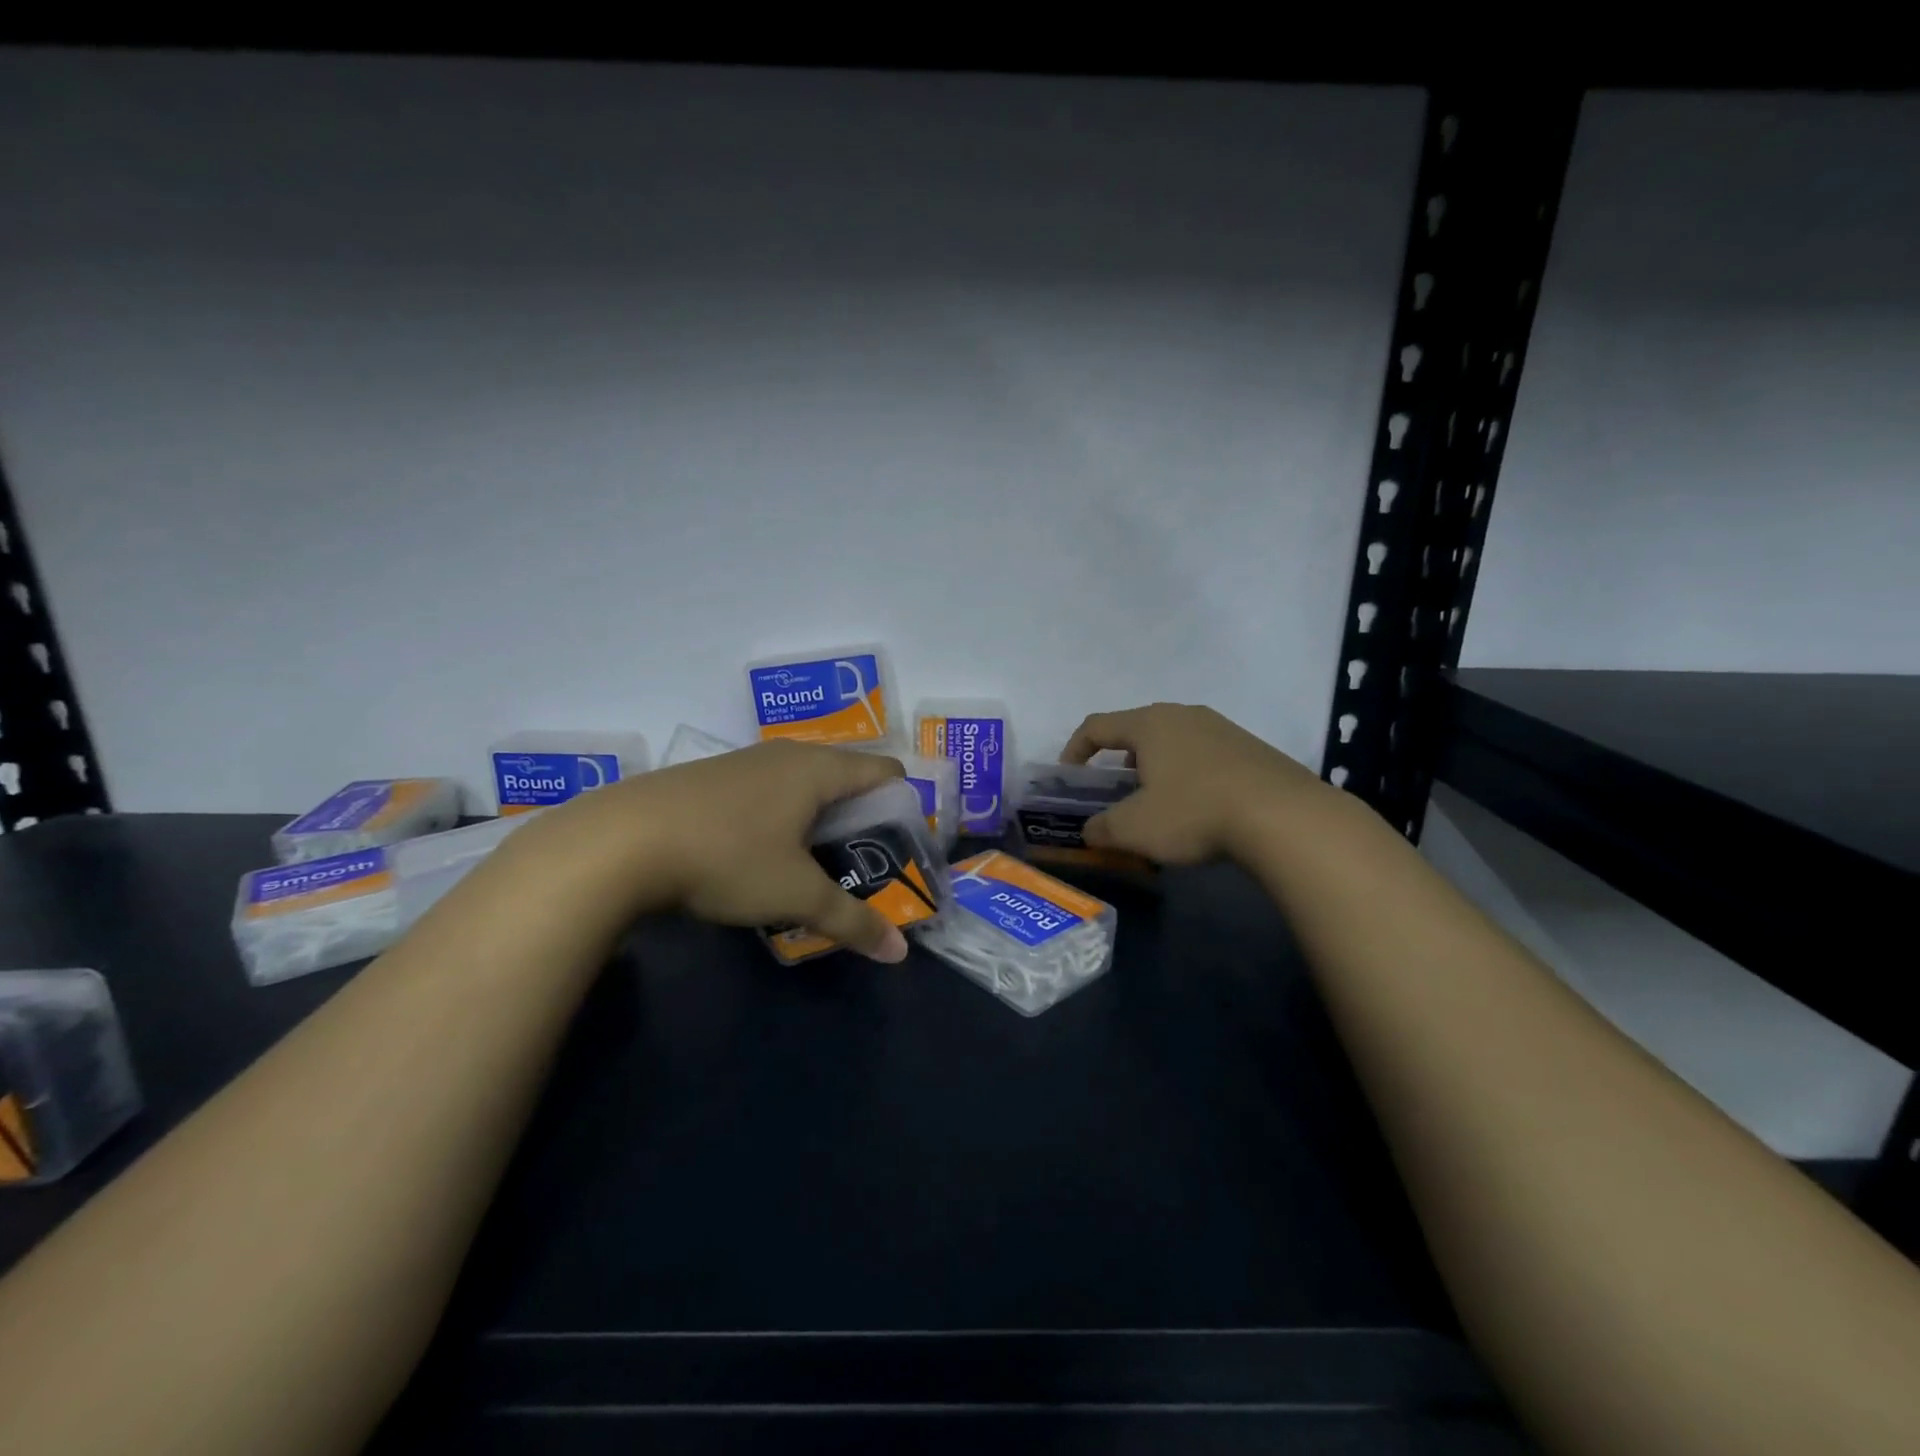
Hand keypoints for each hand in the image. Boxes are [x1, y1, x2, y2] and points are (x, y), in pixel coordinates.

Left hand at [497, 740, 911, 960]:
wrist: (618, 842)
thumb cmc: (726, 856)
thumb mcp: (795, 895)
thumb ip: (851, 921)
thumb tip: (898, 952)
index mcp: (818, 769)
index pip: (884, 770)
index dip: (904, 804)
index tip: (904, 846)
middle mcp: (785, 755)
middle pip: (844, 778)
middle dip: (861, 819)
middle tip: (865, 866)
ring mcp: (743, 763)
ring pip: (801, 786)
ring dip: (817, 821)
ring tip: (816, 866)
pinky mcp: (710, 780)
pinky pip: (765, 793)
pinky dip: (780, 819)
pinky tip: (761, 855)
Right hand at [1062, 703, 1328, 864]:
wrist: (1284, 817)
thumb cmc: (1194, 812)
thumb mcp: (1134, 829)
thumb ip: (1102, 829)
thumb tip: (1090, 831)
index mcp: (1149, 724)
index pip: (1096, 726)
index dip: (1074, 750)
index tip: (1069, 779)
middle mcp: (1183, 715)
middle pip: (1136, 731)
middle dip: (1117, 762)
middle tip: (1114, 793)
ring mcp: (1222, 728)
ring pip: (1173, 743)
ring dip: (1155, 769)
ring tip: (1157, 803)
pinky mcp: (1251, 748)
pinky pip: (1204, 755)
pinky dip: (1188, 776)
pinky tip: (1199, 808)